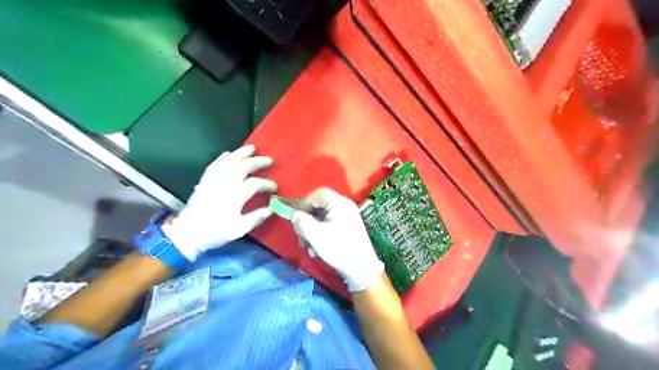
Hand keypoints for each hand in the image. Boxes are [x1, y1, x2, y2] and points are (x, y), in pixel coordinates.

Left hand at [164, 146, 277, 260]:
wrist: (187, 233)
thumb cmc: (215, 232)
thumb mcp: (239, 229)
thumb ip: (256, 217)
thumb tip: (272, 208)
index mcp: (234, 196)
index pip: (255, 184)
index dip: (267, 184)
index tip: (275, 187)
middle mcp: (224, 184)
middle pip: (243, 167)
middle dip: (258, 162)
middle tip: (269, 160)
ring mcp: (213, 180)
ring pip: (228, 161)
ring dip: (241, 153)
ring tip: (252, 148)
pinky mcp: (204, 180)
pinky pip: (214, 164)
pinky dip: (222, 157)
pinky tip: (229, 153)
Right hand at [290, 187, 384, 291]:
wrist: (362, 269)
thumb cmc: (338, 248)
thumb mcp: (315, 234)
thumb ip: (301, 221)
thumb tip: (294, 215)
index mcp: (339, 203)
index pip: (318, 193)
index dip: (304, 203)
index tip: (296, 218)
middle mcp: (344, 207)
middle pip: (319, 207)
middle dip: (306, 222)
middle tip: (300, 237)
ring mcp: (347, 218)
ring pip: (322, 219)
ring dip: (312, 232)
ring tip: (308, 248)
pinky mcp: (348, 229)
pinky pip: (329, 226)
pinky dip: (321, 236)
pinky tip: (317, 251)